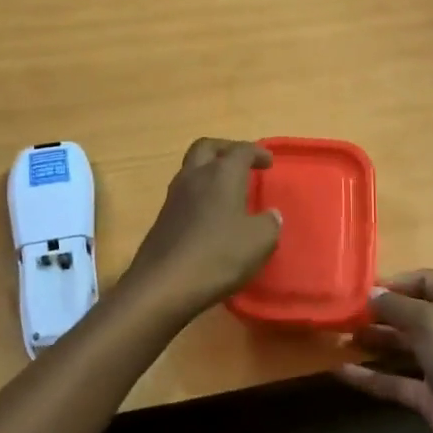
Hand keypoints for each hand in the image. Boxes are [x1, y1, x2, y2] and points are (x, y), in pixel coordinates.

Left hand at [121, 139, 281, 318]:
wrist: (163, 285)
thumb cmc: (218, 256)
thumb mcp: (259, 242)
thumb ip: (269, 224)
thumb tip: (271, 215)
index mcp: (221, 174)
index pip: (241, 150)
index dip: (257, 153)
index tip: (268, 162)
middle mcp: (194, 177)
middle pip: (207, 147)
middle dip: (225, 149)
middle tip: (241, 161)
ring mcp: (173, 197)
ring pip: (191, 169)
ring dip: (209, 171)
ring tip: (227, 188)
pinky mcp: (162, 218)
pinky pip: (183, 194)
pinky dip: (199, 194)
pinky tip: (210, 215)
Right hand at [338, 269, 432, 432]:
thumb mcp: (429, 323)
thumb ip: (396, 306)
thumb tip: (370, 293)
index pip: (426, 281)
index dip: (396, 282)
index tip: (361, 290)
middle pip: (411, 313)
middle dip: (378, 312)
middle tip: (341, 314)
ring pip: (401, 346)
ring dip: (372, 340)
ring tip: (337, 337)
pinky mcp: (431, 397)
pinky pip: (395, 380)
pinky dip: (370, 376)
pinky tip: (340, 372)